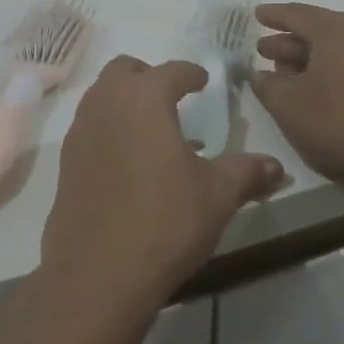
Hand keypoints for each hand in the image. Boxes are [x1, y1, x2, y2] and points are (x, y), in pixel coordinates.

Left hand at [42, 57, 285, 306]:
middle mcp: (107, 102)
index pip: (172, 71)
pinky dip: (110, 127)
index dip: (190, 73)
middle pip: (125, 70)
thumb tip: (278, 167)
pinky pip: (90, 126)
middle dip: (149, 76)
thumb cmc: (165, 222)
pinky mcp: (66, 160)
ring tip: (153, 130)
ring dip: (126, 100)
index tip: (203, 80)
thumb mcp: (217, 196)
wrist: (98, 273)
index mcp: (145, 98)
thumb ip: (246, 173)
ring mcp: (81, 130)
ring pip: (102, 95)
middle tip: (172, 97)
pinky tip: (129, 161)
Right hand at [249, 3, 343, 200]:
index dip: (273, 16)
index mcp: (334, 30)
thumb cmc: (337, 121)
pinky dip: (327, 73)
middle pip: (317, 31)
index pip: (296, 14)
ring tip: (284, 75)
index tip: (256, 15)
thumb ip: (266, 84)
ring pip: (334, 51)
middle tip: (263, 51)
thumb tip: (258, 74)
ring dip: (307, 61)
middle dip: (287, 42)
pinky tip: (314, 93)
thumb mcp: (286, 104)